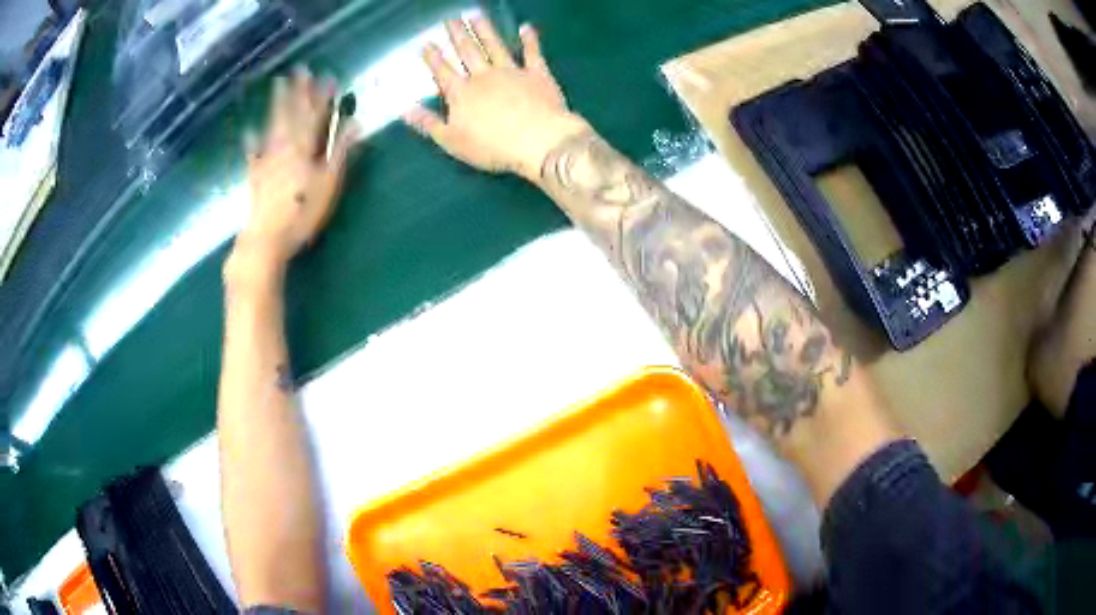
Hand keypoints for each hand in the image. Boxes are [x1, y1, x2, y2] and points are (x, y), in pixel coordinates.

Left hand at [235, 67, 359, 273]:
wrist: (266, 239)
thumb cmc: (302, 213)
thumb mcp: (328, 183)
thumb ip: (340, 151)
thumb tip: (355, 123)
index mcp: (305, 148)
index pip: (315, 115)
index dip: (322, 96)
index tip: (327, 75)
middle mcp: (285, 148)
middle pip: (292, 114)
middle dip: (298, 91)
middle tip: (299, 69)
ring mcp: (268, 160)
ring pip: (273, 125)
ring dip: (277, 104)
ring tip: (278, 84)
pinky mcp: (256, 176)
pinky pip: (253, 153)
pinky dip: (252, 140)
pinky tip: (249, 130)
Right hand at [404, 18, 588, 180]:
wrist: (538, 141)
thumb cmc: (492, 146)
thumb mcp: (452, 140)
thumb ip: (428, 123)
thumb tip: (405, 109)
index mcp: (461, 93)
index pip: (442, 71)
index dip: (433, 57)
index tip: (426, 43)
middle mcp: (483, 76)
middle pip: (467, 51)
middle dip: (457, 34)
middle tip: (450, 18)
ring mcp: (511, 71)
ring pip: (494, 45)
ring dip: (485, 30)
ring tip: (476, 15)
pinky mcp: (537, 74)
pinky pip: (532, 53)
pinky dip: (530, 40)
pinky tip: (526, 28)